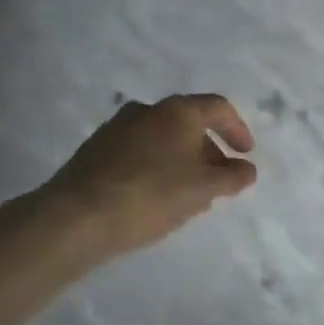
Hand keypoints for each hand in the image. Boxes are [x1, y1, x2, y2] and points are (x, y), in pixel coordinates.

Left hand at [45, 94, 257, 258]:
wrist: (76, 216)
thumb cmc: (151, 195)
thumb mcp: (203, 190)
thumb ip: (232, 178)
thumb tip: (247, 169)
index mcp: (177, 111)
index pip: (218, 108)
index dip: (238, 130)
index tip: (246, 155)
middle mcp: (147, 110)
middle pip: (189, 123)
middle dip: (210, 151)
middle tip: (219, 181)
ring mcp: (117, 128)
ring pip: (163, 139)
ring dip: (183, 160)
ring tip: (189, 194)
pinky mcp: (96, 150)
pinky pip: (139, 151)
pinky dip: (157, 166)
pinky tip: (156, 196)